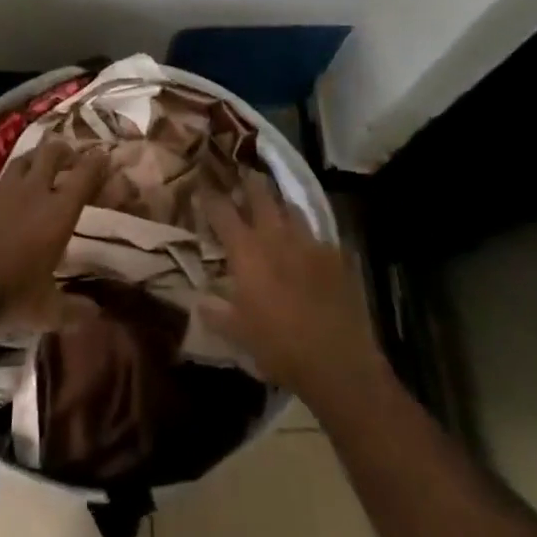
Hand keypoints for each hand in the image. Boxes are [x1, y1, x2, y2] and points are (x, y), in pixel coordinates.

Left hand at [0, 139, 107, 320]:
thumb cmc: (11, 297)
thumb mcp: (49, 311)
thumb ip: (74, 311)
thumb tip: (97, 316)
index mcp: (58, 213)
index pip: (84, 177)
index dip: (96, 163)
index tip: (103, 155)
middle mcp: (32, 192)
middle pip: (50, 155)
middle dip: (62, 151)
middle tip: (68, 155)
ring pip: (18, 162)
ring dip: (28, 159)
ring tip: (34, 160)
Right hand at [197, 177, 384, 404]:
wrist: (337, 361)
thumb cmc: (279, 347)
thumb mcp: (238, 335)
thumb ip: (216, 314)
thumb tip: (198, 302)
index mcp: (247, 251)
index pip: (222, 211)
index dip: (210, 197)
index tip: (202, 188)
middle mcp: (276, 236)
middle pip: (260, 194)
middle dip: (249, 182)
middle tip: (242, 174)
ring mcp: (309, 242)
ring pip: (291, 208)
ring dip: (279, 203)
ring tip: (274, 204)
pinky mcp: (337, 255)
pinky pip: (318, 234)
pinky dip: (307, 234)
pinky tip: (308, 244)